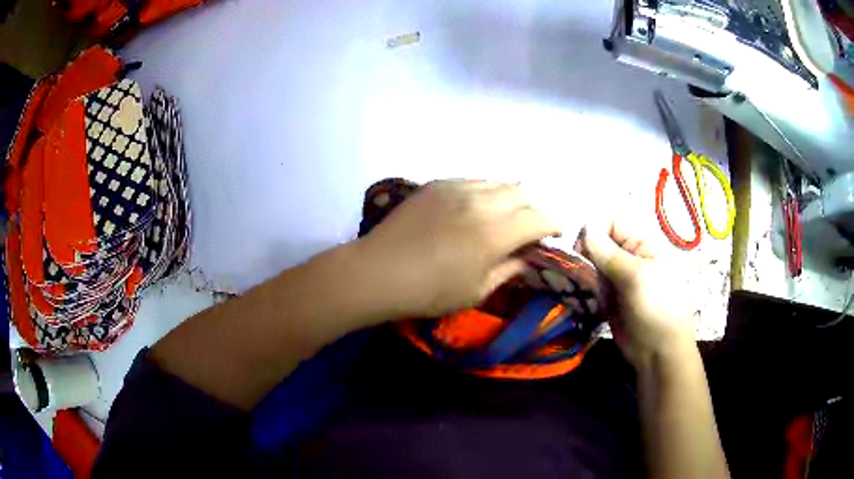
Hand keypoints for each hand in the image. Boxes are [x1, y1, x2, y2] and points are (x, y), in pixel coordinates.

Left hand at [354, 180, 559, 317]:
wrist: (378, 271)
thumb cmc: (428, 292)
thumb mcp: (476, 291)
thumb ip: (508, 270)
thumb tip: (527, 256)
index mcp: (495, 233)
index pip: (540, 218)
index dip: (555, 223)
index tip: (557, 232)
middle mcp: (482, 202)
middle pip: (523, 192)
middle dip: (534, 208)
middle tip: (530, 227)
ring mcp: (458, 188)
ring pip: (498, 182)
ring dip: (510, 197)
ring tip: (504, 216)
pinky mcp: (437, 184)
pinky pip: (474, 181)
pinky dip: (486, 192)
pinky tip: (475, 208)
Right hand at [581, 221, 696, 369]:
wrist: (658, 352)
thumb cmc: (657, 308)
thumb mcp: (637, 278)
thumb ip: (610, 254)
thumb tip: (586, 228)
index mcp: (643, 243)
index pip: (612, 221)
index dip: (594, 229)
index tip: (578, 248)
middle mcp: (629, 255)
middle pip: (599, 240)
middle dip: (583, 250)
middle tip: (570, 269)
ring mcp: (618, 277)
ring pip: (592, 262)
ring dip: (579, 269)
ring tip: (568, 282)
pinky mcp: (608, 296)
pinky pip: (591, 282)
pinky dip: (581, 285)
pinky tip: (572, 292)